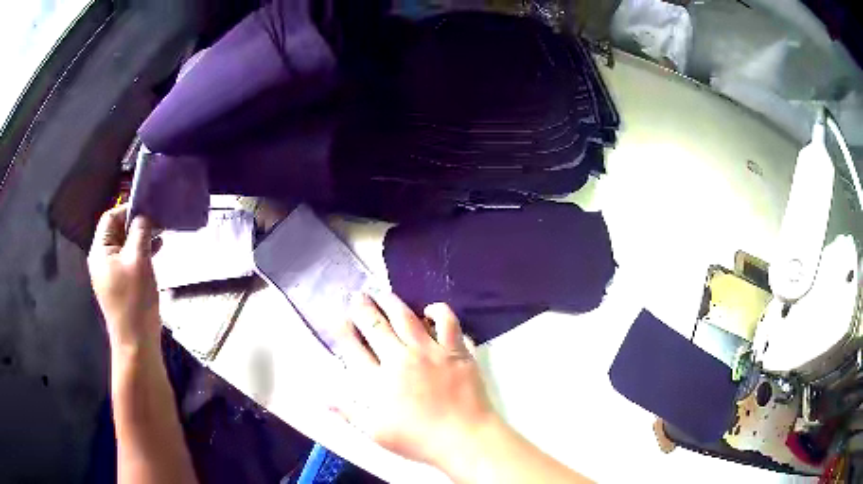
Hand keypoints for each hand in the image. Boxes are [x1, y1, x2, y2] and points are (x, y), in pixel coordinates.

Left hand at [88, 205, 160, 350]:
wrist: (136, 343)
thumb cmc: (135, 300)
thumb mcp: (139, 260)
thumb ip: (140, 232)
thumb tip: (144, 215)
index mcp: (100, 251)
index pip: (110, 218)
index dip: (128, 209)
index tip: (149, 208)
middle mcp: (101, 260)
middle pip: (116, 231)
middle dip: (137, 224)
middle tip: (158, 221)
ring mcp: (110, 274)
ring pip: (124, 246)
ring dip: (140, 238)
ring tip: (160, 235)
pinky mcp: (119, 285)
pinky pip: (128, 261)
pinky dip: (140, 253)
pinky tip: (155, 253)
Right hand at [333, 293, 497, 469]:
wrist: (463, 438)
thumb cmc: (418, 440)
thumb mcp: (376, 433)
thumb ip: (349, 413)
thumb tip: (324, 398)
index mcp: (378, 381)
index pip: (353, 348)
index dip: (342, 330)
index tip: (337, 317)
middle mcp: (400, 359)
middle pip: (375, 326)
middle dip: (362, 308)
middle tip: (357, 296)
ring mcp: (430, 352)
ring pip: (405, 317)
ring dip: (391, 302)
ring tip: (382, 293)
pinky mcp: (455, 350)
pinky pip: (447, 321)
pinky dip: (437, 310)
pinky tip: (429, 310)